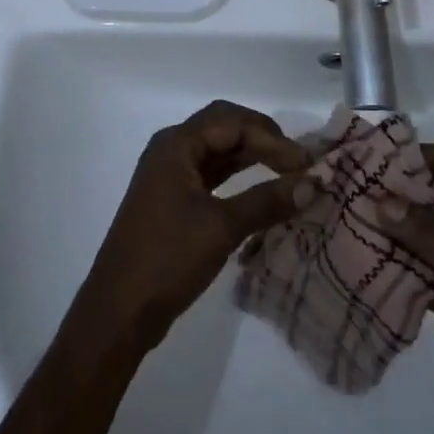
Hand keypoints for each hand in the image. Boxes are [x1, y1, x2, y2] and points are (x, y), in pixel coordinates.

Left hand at [74, 101, 311, 352]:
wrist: (118, 311)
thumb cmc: (167, 259)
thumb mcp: (221, 228)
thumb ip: (267, 201)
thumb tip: (314, 184)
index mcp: (176, 145)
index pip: (232, 122)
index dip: (272, 138)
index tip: (305, 165)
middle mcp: (171, 150)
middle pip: (224, 127)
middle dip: (262, 137)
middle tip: (297, 160)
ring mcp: (170, 175)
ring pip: (218, 151)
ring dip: (252, 156)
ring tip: (289, 171)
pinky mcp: (173, 200)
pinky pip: (212, 174)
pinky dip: (238, 177)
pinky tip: (262, 188)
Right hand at [378, 143, 433, 433]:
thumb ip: (431, 230)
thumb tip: (379, 202)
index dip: (423, 156)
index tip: (381, 157)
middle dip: (398, 190)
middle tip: (355, 184)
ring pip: (421, 230)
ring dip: (390, 225)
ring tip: (349, 214)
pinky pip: (414, 265)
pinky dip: (391, 259)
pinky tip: (360, 253)